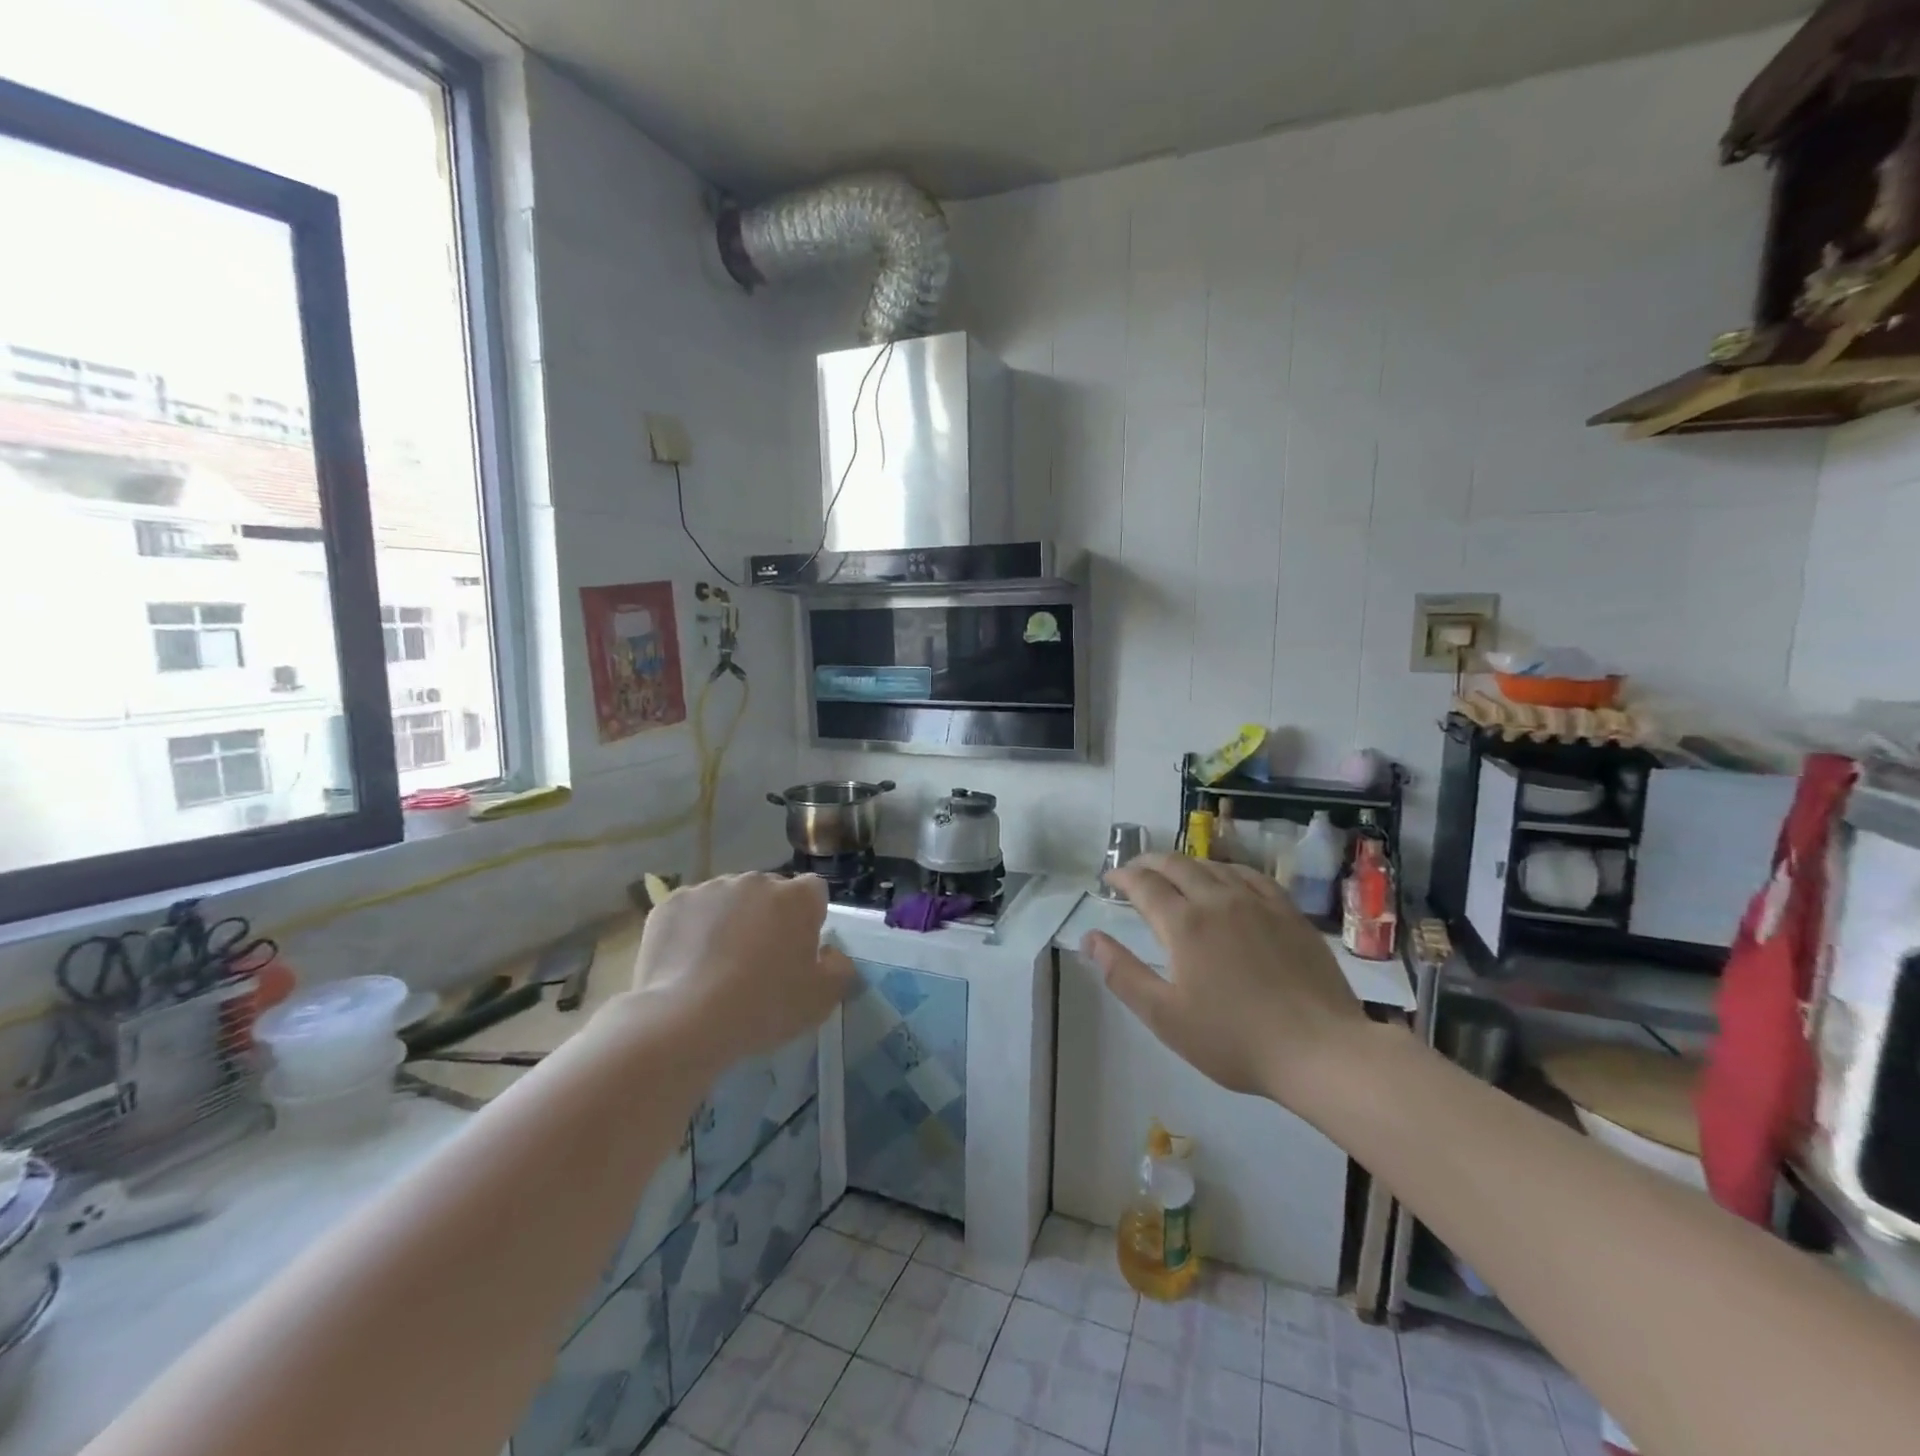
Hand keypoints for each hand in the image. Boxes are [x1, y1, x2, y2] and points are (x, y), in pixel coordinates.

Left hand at [629, 872, 854, 1070]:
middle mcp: (756, 880)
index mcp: (797, 897)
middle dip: (768, 917)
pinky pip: (691, 911)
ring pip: (729, 899)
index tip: (798, 950)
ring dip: (730, 920)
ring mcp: (710, 888)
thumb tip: (831, 953)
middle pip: (770, 892)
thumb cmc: (764, 1006)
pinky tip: (687, 963)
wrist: (685, 1020)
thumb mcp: (821, 999)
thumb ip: (840, 969)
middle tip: (759, 961)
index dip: (809, 919)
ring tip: (717, 965)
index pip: (814, 892)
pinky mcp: (672, 902)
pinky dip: (692, 929)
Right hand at [1082, 854, 1367, 1105]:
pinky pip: (1251, 876)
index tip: (1109, 878)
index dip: (1122, 876)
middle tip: (1135, 870)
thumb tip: (1089, 937)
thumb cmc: (1234, 1039)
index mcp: (1183, 924)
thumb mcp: (1165, 1016)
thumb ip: (1122, 973)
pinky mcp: (1288, 913)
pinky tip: (1227, 879)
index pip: (1144, 884)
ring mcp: (1257, 902)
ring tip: (1174, 873)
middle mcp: (1217, 900)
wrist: (1320, 1050)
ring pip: (1212, 866)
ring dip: (1185, 864)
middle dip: (1149, 862)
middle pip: (1176, 865)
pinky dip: (1227, 870)